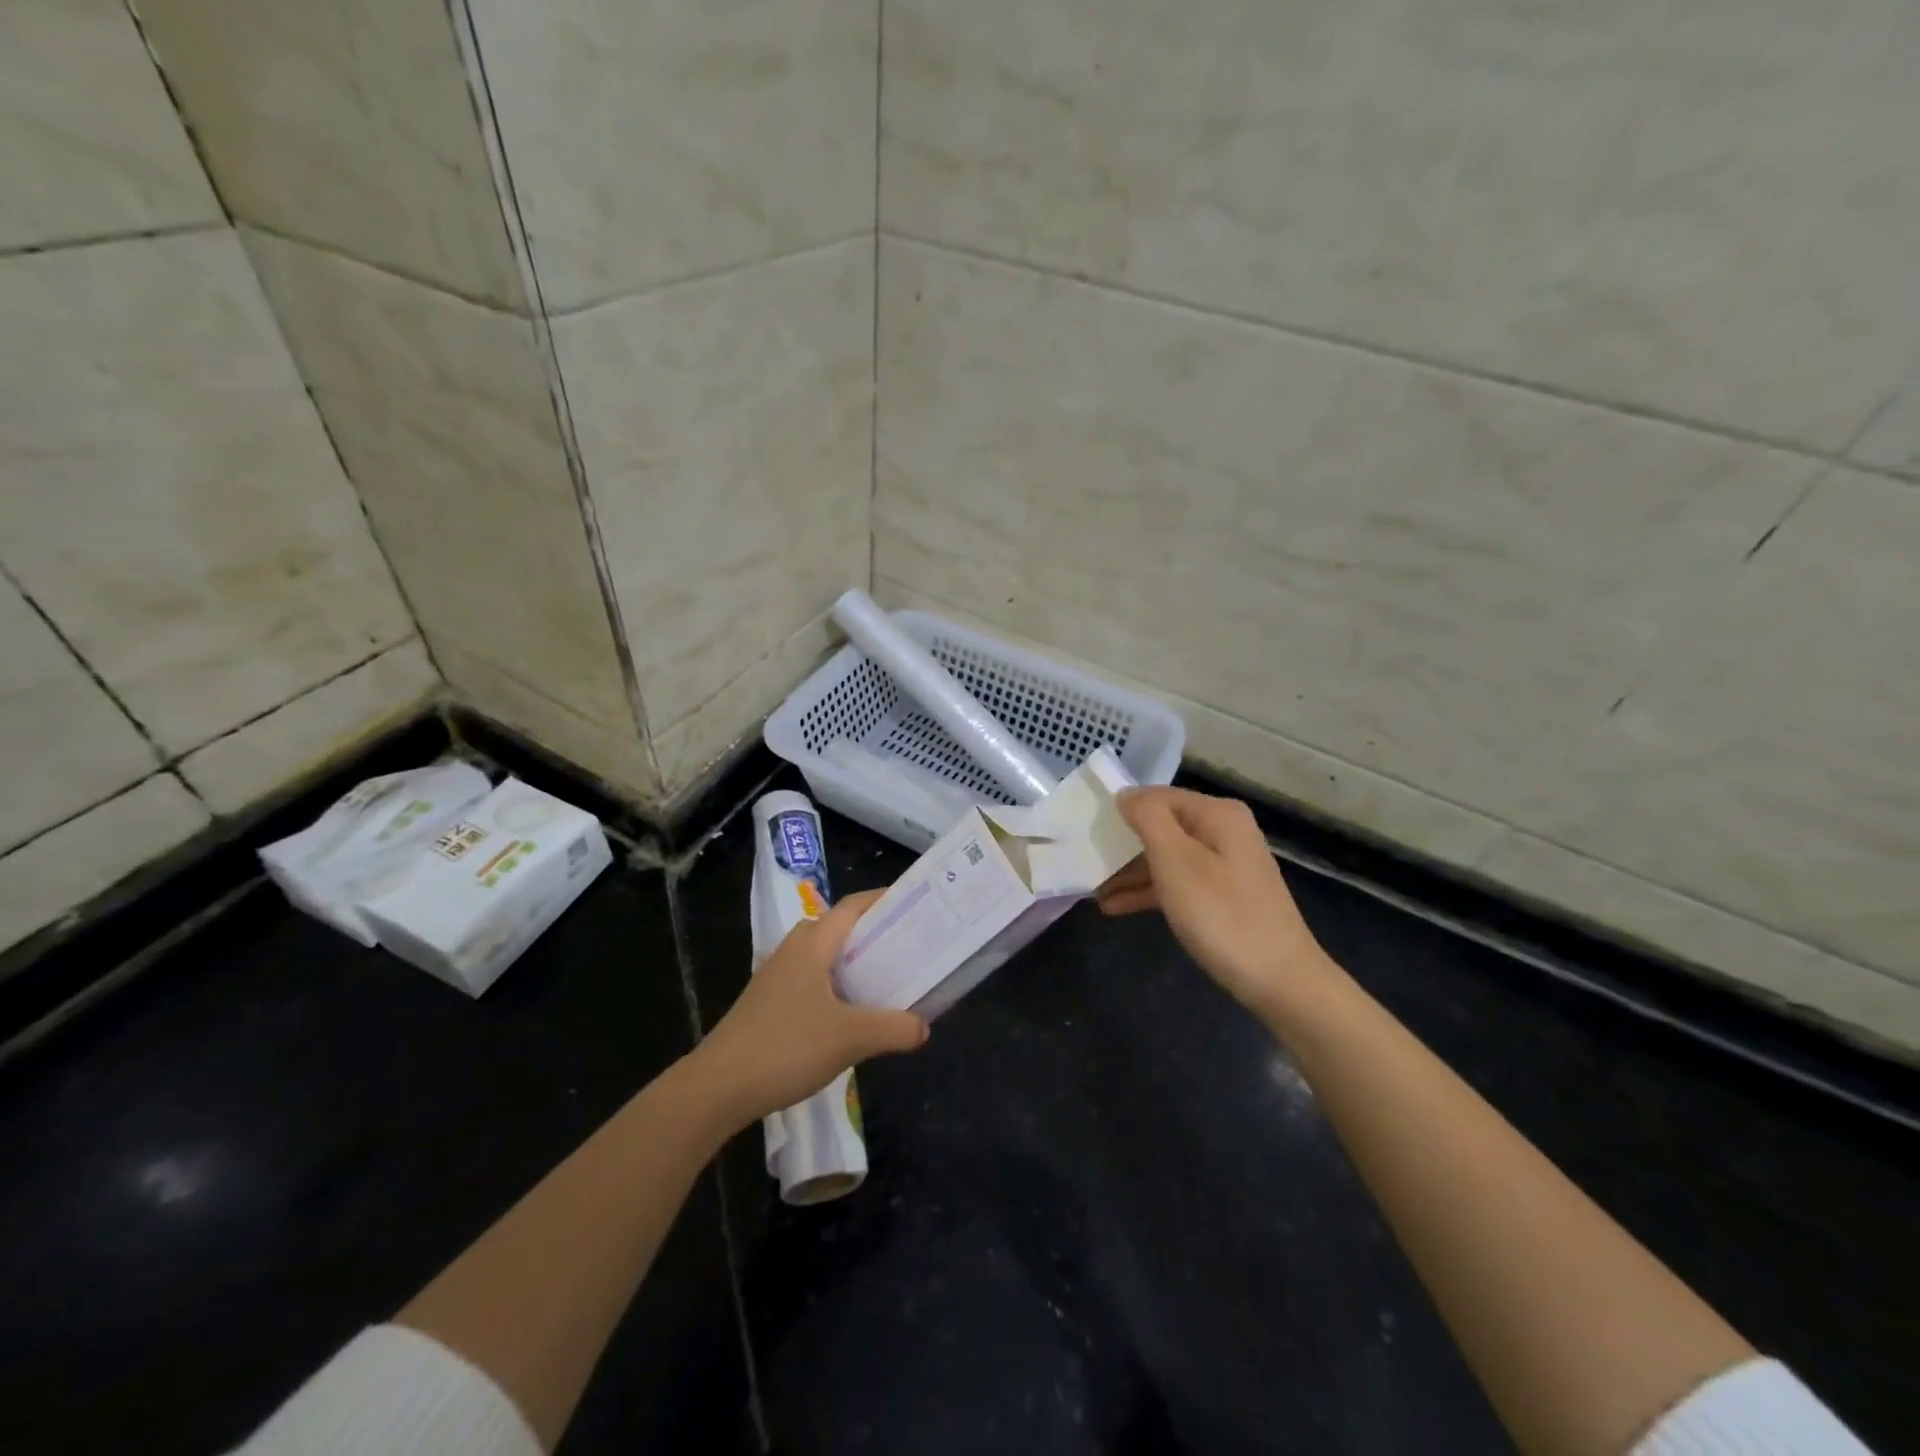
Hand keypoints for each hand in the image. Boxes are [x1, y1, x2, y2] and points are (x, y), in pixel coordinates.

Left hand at [688, 889, 927, 1130]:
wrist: (717, 1088)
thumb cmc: (786, 1047)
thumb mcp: (849, 1038)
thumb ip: (892, 1028)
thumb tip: (923, 1026)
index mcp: (812, 943)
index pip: (853, 907)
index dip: (883, 900)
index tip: (916, 904)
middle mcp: (794, 950)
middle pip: (840, 929)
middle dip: (875, 933)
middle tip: (911, 946)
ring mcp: (778, 977)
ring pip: (826, 957)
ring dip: (856, 963)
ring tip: (889, 980)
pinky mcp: (770, 1003)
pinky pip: (813, 981)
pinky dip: (838, 987)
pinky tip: (852, 1015)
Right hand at [1098, 787, 1332, 1018]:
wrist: (1281, 982)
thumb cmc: (1222, 916)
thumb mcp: (1176, 862)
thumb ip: (1148, 820)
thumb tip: (1126, 794)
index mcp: (1217, 815)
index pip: (1156, 797)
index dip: (1121, 810)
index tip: (1085, 829)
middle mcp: (1224, 831)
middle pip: (1161, 827)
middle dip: (1123, 846)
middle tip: (1086, 863)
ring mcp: (1226, 865)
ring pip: (1167, 858)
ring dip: (1130, 873)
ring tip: (1094, 891)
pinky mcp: (1224, 896)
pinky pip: (1178, 882)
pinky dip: (1150, 892)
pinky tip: (1117, 907)